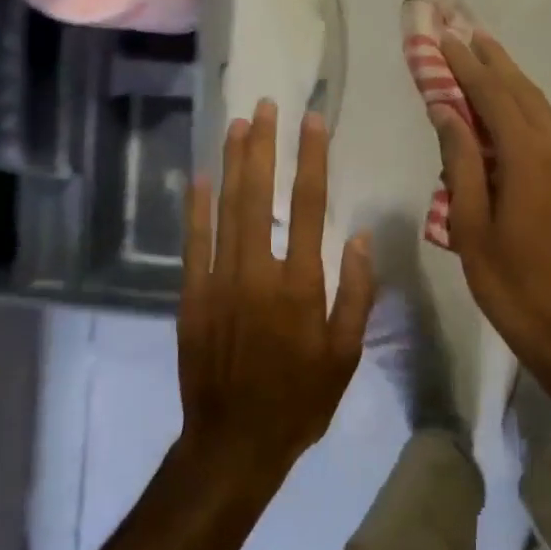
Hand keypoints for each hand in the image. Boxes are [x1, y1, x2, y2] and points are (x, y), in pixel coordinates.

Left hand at [176, 100, 375, 484]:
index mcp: (301, 285)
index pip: (310, 206)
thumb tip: (358, 239)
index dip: (311, 159)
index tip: (312, 121)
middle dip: (264, 146)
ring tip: (238, 125)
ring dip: (232, 164)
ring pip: (226, 209)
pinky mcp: (192, 295)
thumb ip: (354, 294)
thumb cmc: (299, 401)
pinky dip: (195, 207)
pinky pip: (193, 242)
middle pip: (261, 195)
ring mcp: (219, 281)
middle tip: (266, 106)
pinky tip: (199, 177)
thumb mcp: (345, 356)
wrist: (234, 442)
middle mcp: (258, 272)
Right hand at [433, 33, 550, 372]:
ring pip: (540, 110)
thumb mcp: (472, 228)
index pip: (495, 98)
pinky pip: (548, 132)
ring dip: (511, 82)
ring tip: (484, 57)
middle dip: (493, 61)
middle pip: (524, 93)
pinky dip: (523, 111)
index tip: (444, 39)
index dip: (467, 67)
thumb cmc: (513, 286)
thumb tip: (448, 111)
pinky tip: (506, 110)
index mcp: (531, 161)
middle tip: (465, 32)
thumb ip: (460, 164)